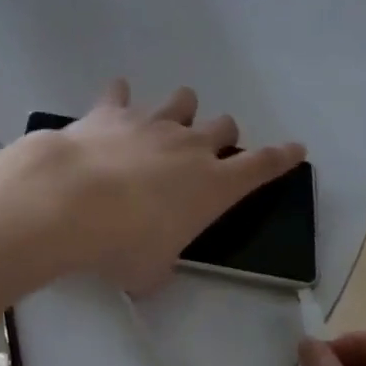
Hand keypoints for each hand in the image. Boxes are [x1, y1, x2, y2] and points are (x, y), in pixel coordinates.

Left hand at [34, 79, 303, 295]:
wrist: (70, 200)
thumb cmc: (120, 243)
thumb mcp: (149, 271)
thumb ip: (159, 264)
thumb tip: (151, 268)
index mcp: (212, 185)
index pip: (261, 166)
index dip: (281, 157)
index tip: (295, 148)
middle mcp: (189, 145)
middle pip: (223, 126)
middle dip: (221, 136)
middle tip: (205, 152)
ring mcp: (152, 122)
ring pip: (183, 100)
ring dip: (180, 111)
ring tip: (165, 125)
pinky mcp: (113, 110)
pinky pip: (121, 93)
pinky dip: (120, 98)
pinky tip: (114, 106)